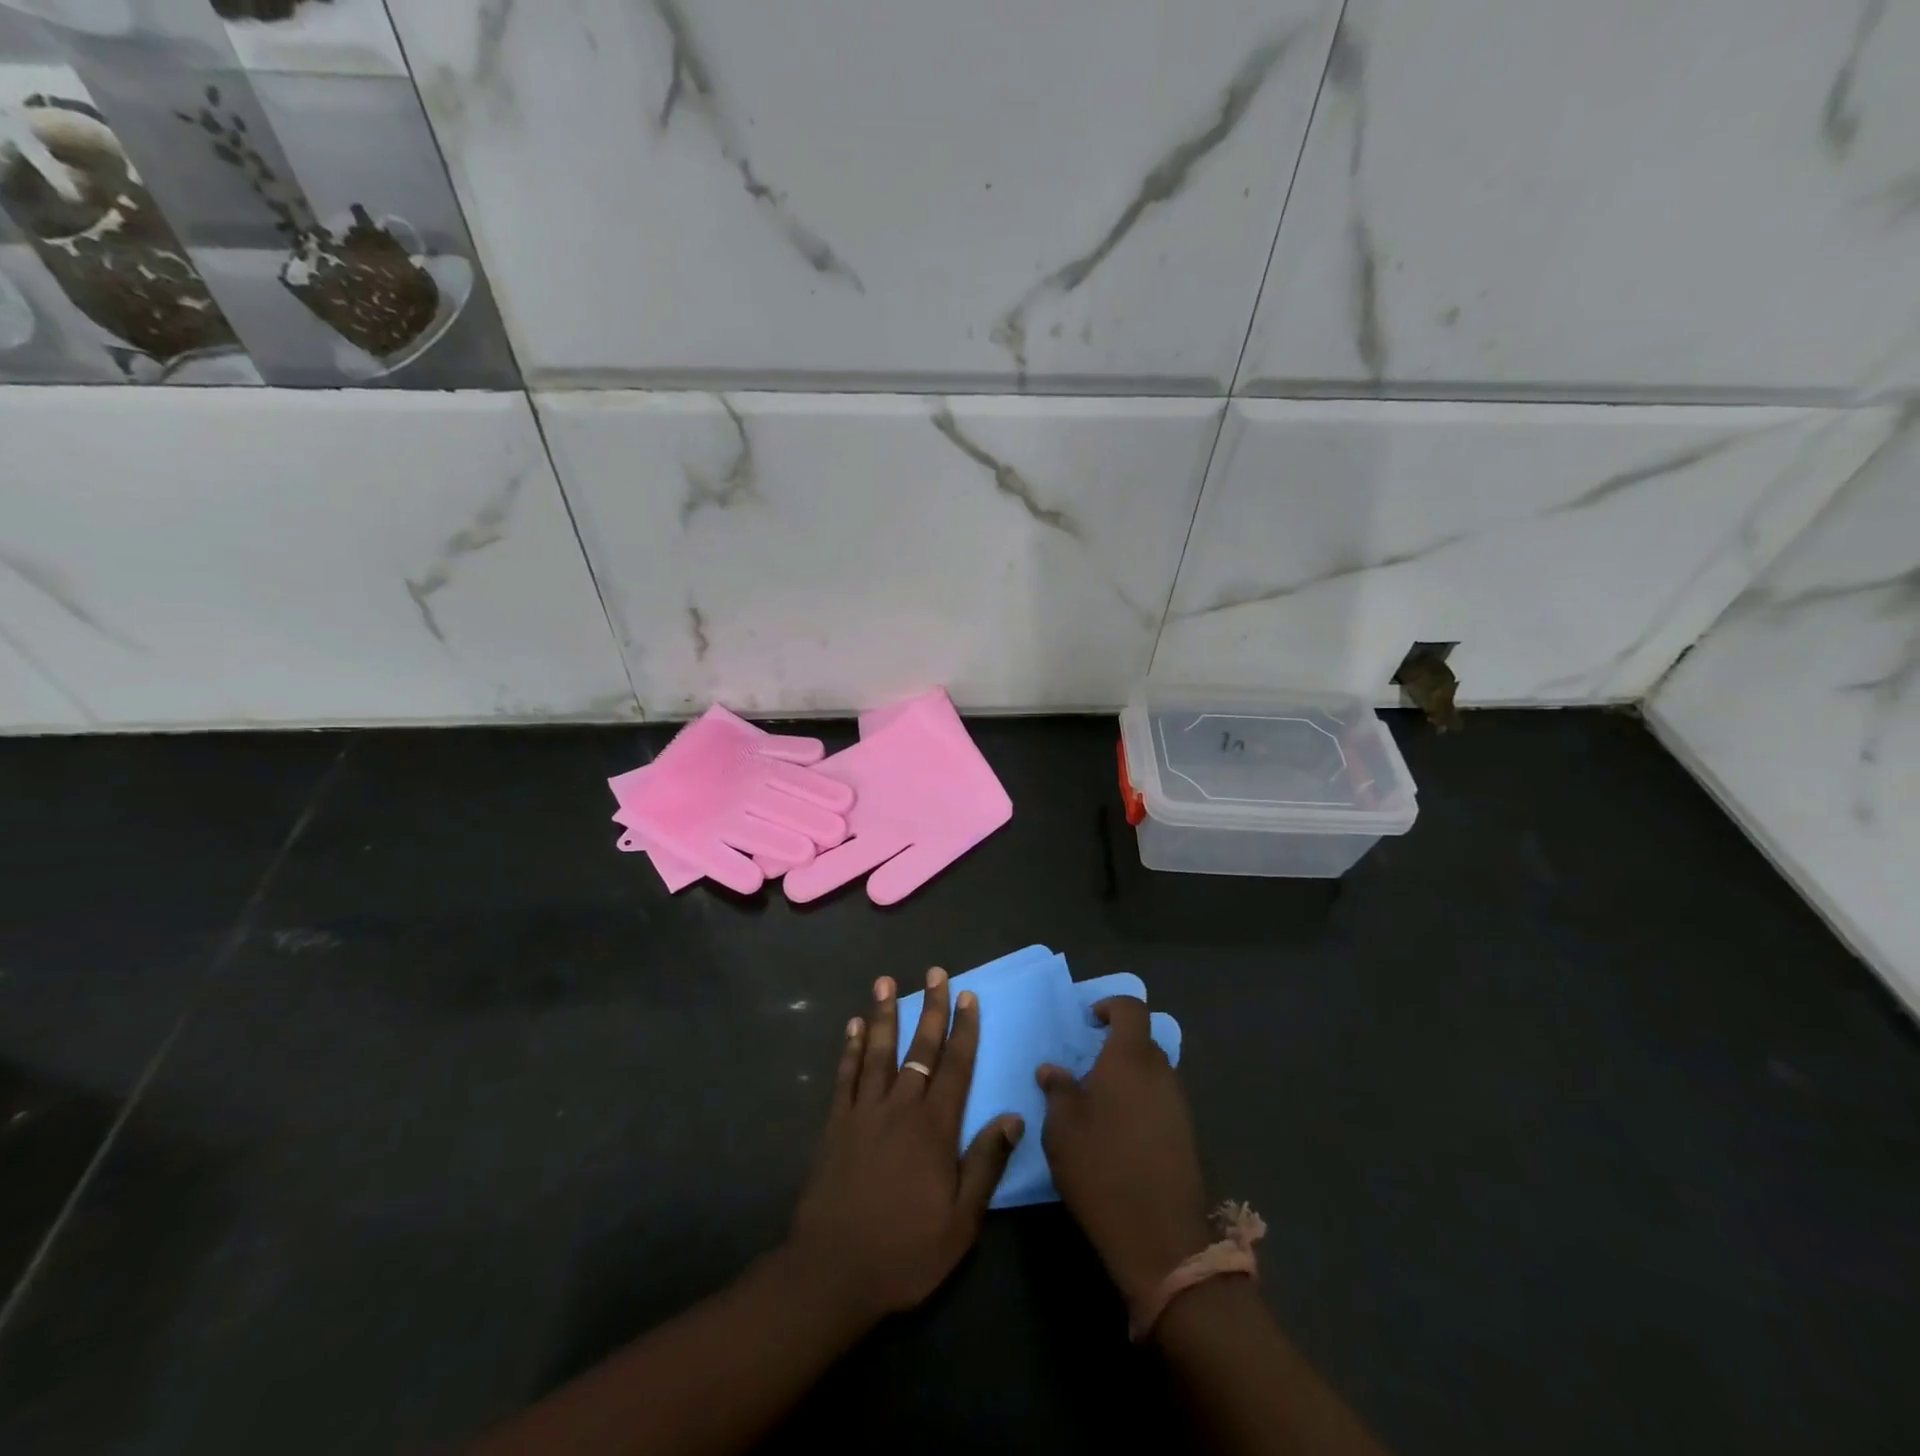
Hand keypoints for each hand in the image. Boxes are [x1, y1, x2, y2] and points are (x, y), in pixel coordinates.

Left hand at [787, 970, 1022, 1325]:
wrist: (833, 1272)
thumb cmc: (905, 1251)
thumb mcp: (960, 1222)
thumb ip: (985, 1164)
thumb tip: (1013, 1117)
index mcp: (934, 1128)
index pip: (955, 1067)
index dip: (964, 1030)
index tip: (969, 997)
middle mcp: (900, 1108)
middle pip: (920, 1049)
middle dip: (931, 1009)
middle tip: (936, 973)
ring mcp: (864, 1112)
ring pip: (879, 1052)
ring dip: (885, 1014)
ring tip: (886, 981)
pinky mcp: (836, 1125)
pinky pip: (845, 1076)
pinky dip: (851, 1048)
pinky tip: (854, 1026)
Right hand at [1038, 997, 1211, 1308]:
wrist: (1160, 1238)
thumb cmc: (1101, 1168)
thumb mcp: (1062, 1127)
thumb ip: (1058, 1090)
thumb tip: (1053, 1070)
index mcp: (1130, 1059)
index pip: (1131, 1010)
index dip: (1112, 1006)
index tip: (1090, 1021)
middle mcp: (1160, 1072)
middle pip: (1142, 1042)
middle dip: (1116, 1046)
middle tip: (1087, 1067)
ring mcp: (1178, 1104)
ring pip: (1152, 1073)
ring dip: (1129, 1077)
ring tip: (1099, 1103)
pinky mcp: (1186, 1134)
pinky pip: (1161, 1100)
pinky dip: (1141, 1103)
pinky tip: (1120, 1132)